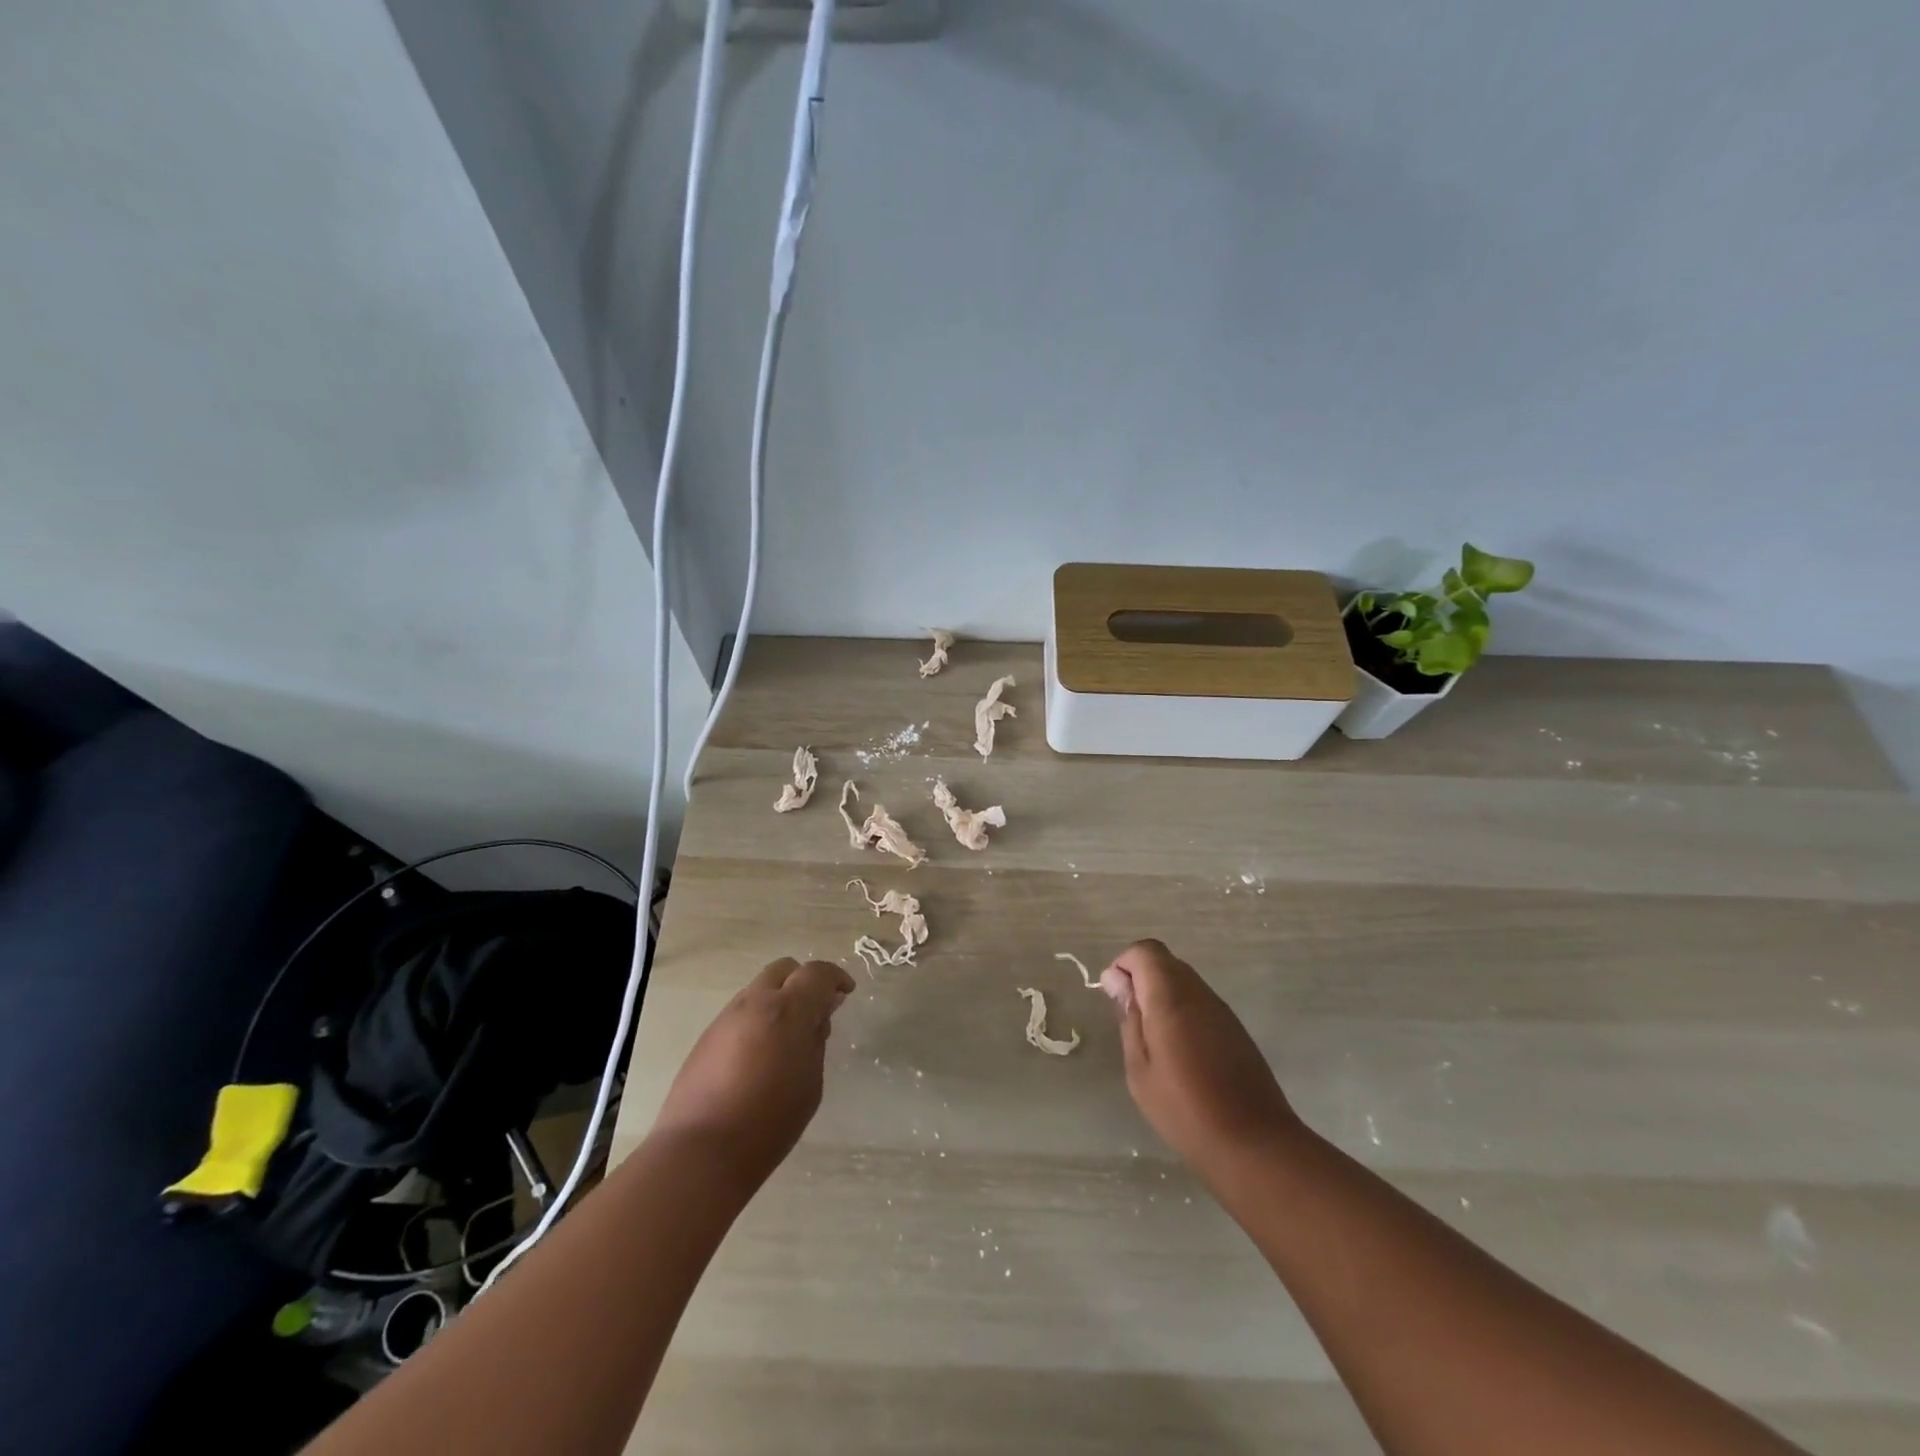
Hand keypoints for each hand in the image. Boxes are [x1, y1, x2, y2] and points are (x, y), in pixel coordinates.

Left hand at [652, 958, 854, 1189]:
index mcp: (788, 1010)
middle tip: (816, 1010)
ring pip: (759, 988)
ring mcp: (726, 1017)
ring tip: (787, 1036)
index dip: (836, 977)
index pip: (817, 973)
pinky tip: (760, 1053)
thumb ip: (815, 1041)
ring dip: (779, 999)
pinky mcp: (707, 1036)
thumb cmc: (769, 1121)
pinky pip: (741, 1012)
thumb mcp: (810, 1083)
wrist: (701, 1150)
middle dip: (804, 981)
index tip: (845, 993)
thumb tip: (817, 1018)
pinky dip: (758, 1018)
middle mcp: (755, 1002)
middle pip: (784, 969)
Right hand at [1102, 940, 1300, 1176]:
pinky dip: (1183, 1012)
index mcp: (1171, 997)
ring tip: (1153, 1042)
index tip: (1115, 997)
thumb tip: (1117, 981)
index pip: (1146, 951)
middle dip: (1141, 979)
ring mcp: (1222, 1011)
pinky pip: (1201, 1003)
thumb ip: (1129, 1018)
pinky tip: (1180, 1054)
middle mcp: (1199, 993)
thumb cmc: (1184, 1109)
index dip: (1124, 964)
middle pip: (1166, 962)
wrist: (1254, 1144)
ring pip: (1185, 981)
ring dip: (1162, 996)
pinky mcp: (1236, 1029)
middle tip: (1130, 1022)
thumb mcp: (1139, 1068)